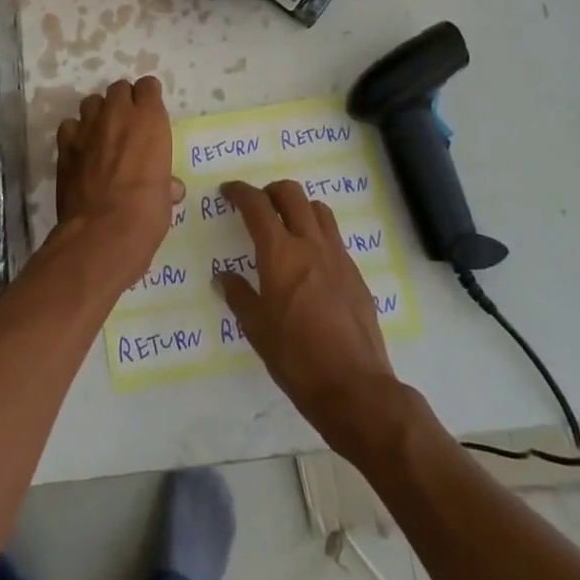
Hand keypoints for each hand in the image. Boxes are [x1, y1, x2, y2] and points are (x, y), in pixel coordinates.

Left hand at [54, 77, 182, 284]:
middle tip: (127, 124)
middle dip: (123, 101)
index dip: (149, 97)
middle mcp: (118, 114)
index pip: (148, 86)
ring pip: (91, 102)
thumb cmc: (146, 212)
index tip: (150, 112)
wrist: (102, 232)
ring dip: (98, 113)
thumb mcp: (165, 195)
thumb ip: (166, 182)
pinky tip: (80, 151)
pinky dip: (75, 134)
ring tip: (102, 134)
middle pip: (119, 88)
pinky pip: (69, 126)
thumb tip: (172, 188)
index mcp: (150, 119)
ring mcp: (88, 127)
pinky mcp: (65, 145)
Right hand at [215, 180, 402, 454]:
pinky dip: (317, 233)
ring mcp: (337, 256)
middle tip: (258, 207)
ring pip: (318, 209)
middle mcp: (310, 244)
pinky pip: (334, 236)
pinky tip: (310, 261)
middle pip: (291, 194)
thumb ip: (239, 296)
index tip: (228, 192)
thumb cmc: (297, 359)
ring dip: (298, 207)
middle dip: (270, 191)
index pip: (257, 205)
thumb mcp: (257, 330)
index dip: (240, 192)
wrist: (355, 387)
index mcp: (281, 253)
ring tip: (286, 226)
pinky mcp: (355, 273)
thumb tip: (224, 277)